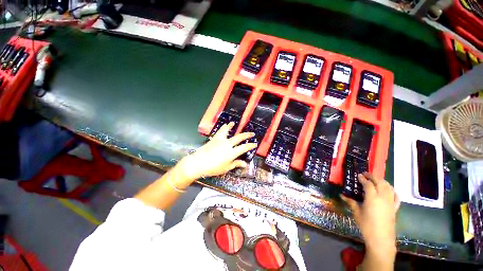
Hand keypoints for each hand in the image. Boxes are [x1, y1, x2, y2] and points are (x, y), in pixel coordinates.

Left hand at [177, 122, 256, 181]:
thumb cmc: (213, 168)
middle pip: (239, 137)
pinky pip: (220, 131)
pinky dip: (223, 127)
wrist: (198, 163)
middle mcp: (227, 144)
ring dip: (232, 127)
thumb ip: (236, 164)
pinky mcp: (214, 138)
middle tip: (252, 133)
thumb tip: (244, 164)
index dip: (250, 146)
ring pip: (228, 131)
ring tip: (234, 123)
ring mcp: (221, 140)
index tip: (254, 144)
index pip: (244, 148)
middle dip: (247, 135)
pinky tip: (224, 125)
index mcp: (231, 153)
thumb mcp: (226, 168)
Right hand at [341, 172, 399, 254]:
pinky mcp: (395, 208)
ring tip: (376, 180)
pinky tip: (389, 190)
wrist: (381, 239)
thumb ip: (350, 202)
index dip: (363, 178)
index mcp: (372, 198)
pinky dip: (392, 191)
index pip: (368, 184)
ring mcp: (390, 202)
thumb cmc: (366, 225)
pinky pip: (396, 196)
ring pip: (389, 187)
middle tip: (366, 174)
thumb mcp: (357, 212)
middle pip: (380, 182)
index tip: (358, 175)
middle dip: (373, 176)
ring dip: (382, 181)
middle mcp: (383, 197)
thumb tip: (341, 195)